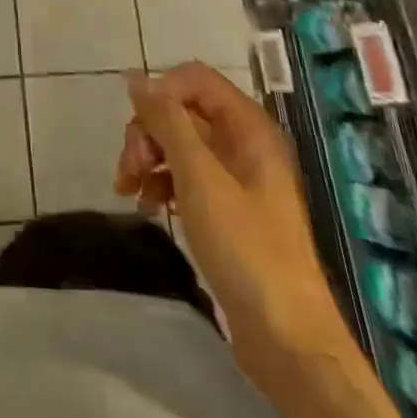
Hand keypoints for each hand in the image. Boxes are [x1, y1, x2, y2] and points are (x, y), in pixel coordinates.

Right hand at [115, 63, 349, 371]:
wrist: (288, 341)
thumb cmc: (246, 248)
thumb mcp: (199, 177)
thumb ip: (167, 121)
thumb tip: (135, 77)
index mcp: (248, 127)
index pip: (194, 79)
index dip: (161, 94)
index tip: (139, 130)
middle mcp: (244, 143)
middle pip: (183, 111)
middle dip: (148, 132)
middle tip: (129, 169)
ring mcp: (237, 178)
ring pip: (179, 144)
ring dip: (148, 159)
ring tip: (129, 191)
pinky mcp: (228, 210)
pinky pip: (186, 176)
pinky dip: (161, 183)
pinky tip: (146, 207)